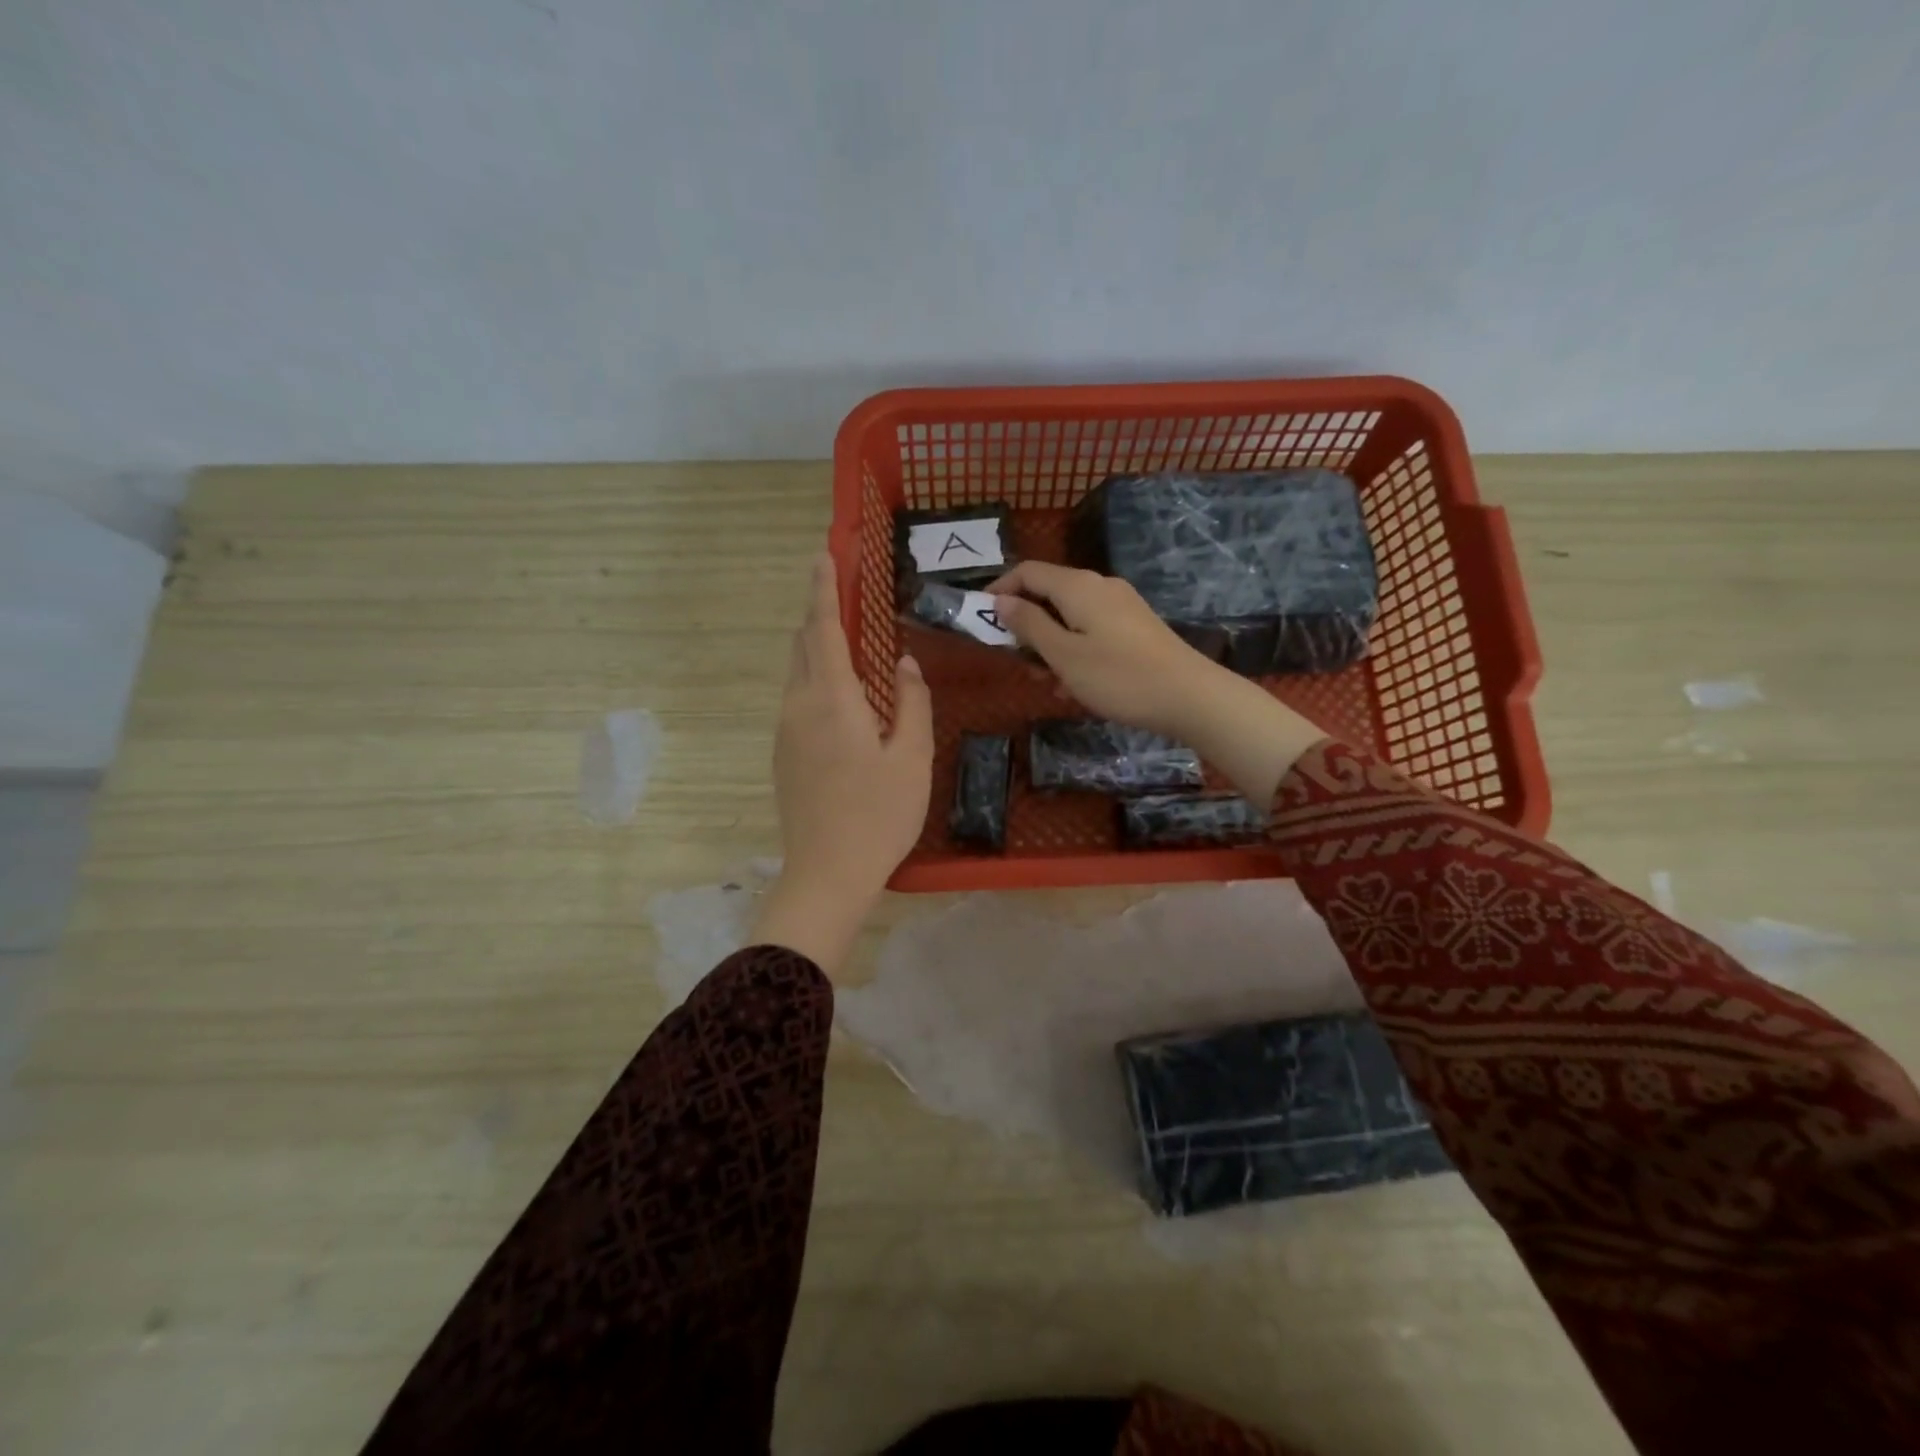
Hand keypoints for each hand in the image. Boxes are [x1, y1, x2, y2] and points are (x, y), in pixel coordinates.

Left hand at [757, 553, 932, 972]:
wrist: (826, 874)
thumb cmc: (878, 815)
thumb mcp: (911, 758)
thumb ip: (911, 702)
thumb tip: (902, 663)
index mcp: (832, 699)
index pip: (823, 628)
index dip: (823, 588)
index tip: (824, 554)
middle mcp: (799, 706)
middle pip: (804, 645)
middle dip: (820, 613)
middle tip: (842, 592)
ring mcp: (786, 732)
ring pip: (798, 674)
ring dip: (818, 649)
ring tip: (849, 643)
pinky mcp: (783, 755)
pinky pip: (798, 700)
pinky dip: (817, 681)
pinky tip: (844, 699)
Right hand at [989, 561, 1325, 805]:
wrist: (1189, 696)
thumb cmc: (1118, 677)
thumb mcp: (1064, 654)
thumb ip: (1029, 625)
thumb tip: (1001, 601)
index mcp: (1077, 586)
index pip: (1027, 572)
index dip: (999, 590)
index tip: (980, 619)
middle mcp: (1099, 586)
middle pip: (1048, 594)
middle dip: (1026, 625)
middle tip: (1016, 662)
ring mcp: (1121, 606)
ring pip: (1069, 616)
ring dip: (1049, 644)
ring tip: (1047, 682)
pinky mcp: (1135, 627)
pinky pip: (1091, 630)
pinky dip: (1074, 650)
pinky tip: (1075, 686)